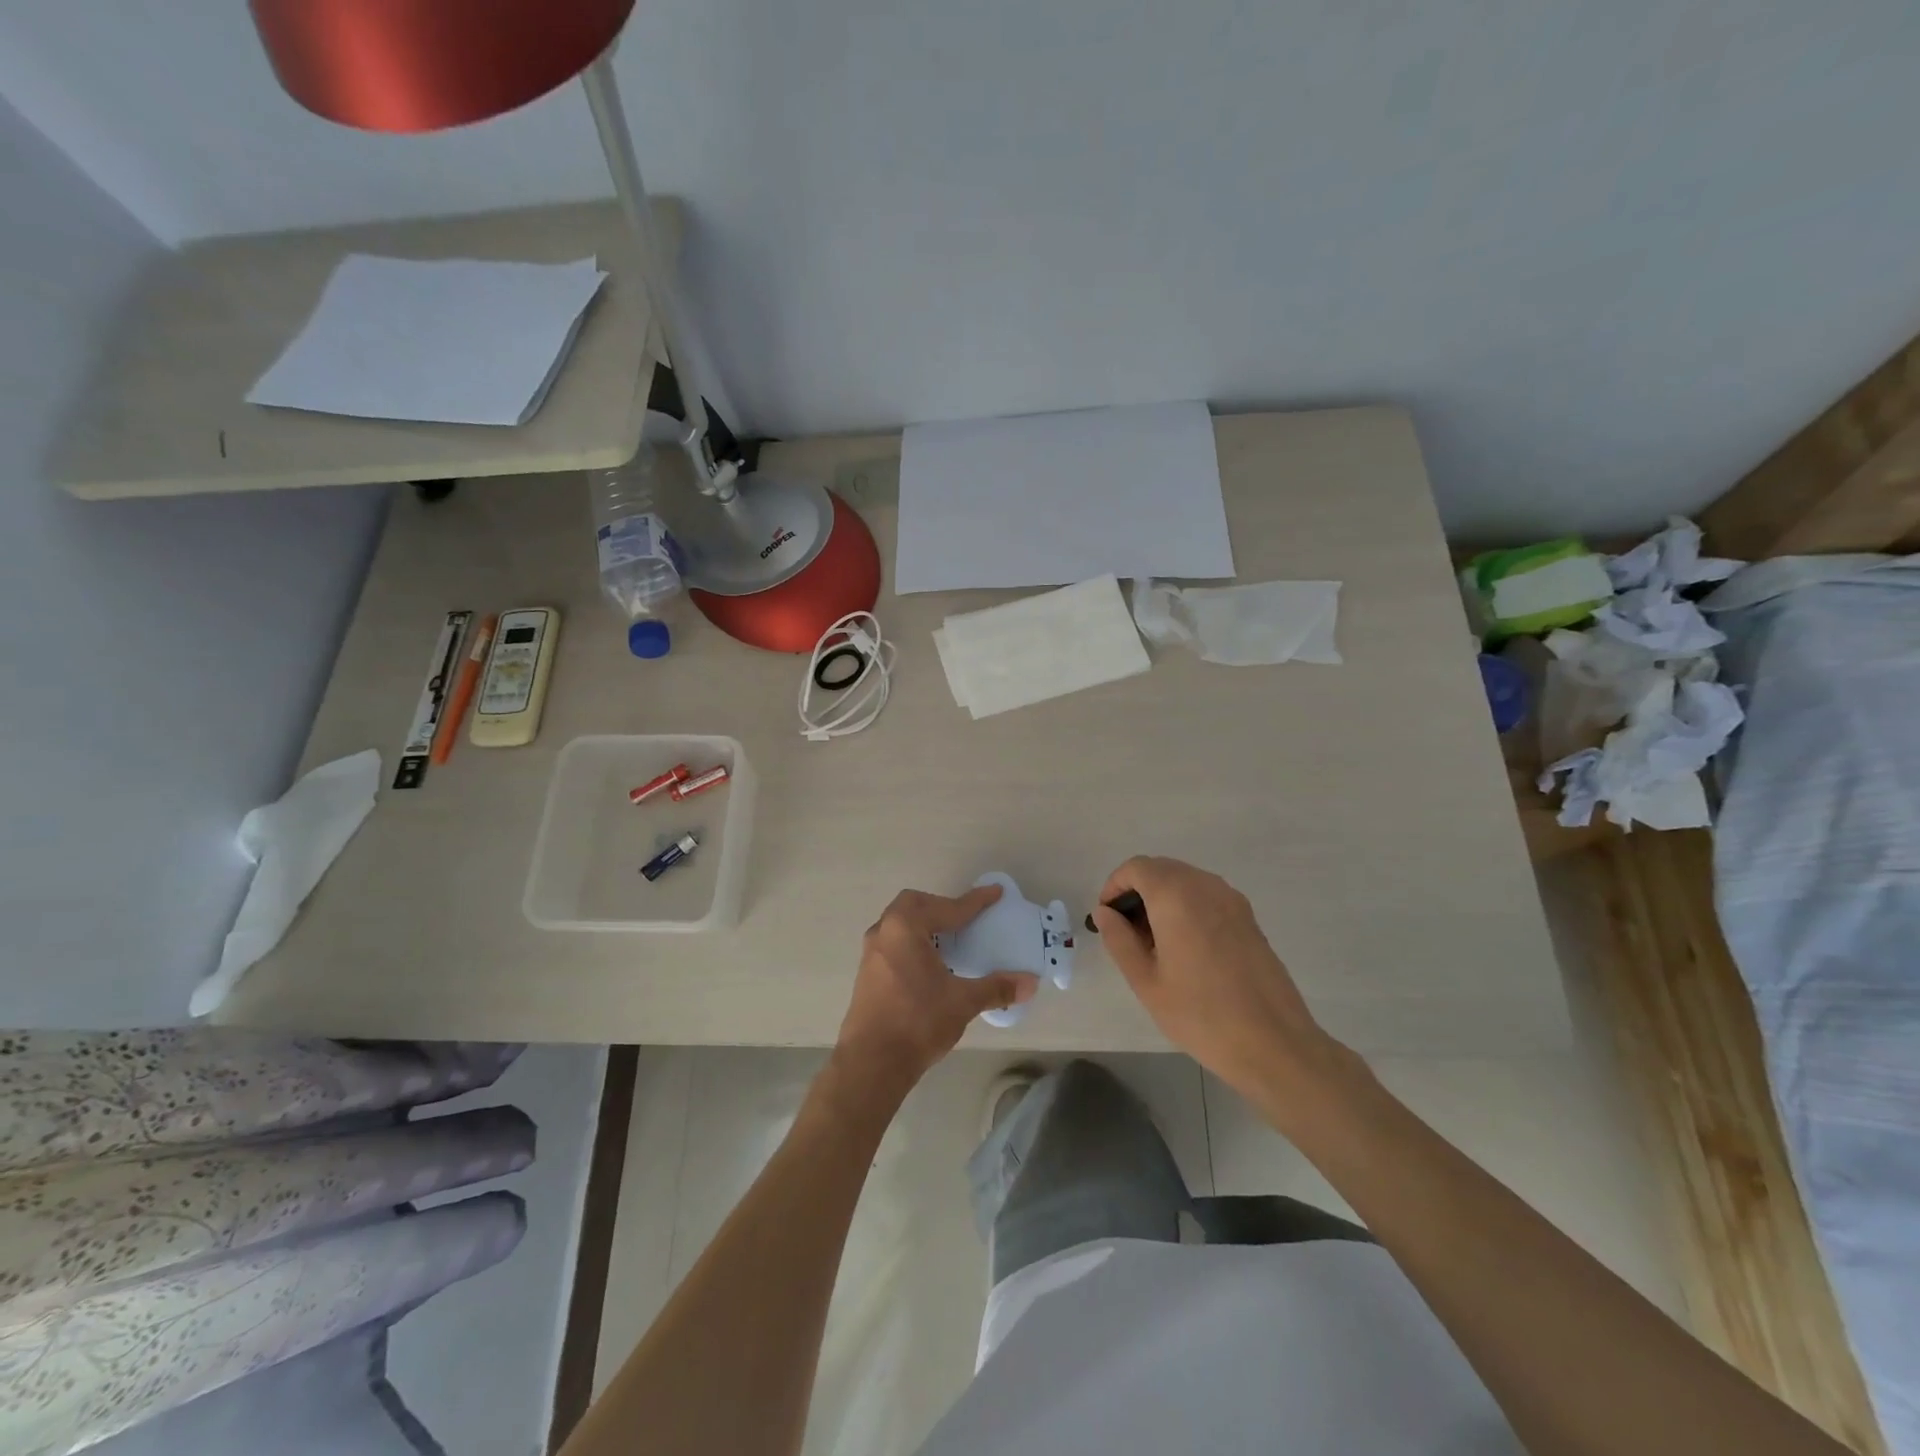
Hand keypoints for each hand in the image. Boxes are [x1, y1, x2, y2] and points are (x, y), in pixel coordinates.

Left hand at [831, 885, 1037, 1101]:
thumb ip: (996, 988)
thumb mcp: (962, 1002)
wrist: (871, 1063)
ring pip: (899, 925)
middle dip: (940, 907)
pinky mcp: (867, 974)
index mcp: (905, 927)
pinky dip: (913, 943)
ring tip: (948, 940)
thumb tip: (1030, 983)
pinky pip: (893, 944)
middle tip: (964, 919)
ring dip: (924, 925)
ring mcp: (871, 953)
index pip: (947, 908)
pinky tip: (929, 965)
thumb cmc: (917, 1021)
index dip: (974, 902)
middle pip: (914, 905)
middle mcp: (884, 932)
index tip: (994, 893)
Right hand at [1093, 857, 1347, 1111]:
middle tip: (1127, 933)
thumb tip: (1105, 913)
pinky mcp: (1248, 917)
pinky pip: (1207, 896)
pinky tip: (1185, 948)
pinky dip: (1187, 907)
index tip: (1108, 918)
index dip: (1115, 886)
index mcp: (1176, 895)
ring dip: (1163, 898)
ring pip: (1185, 881)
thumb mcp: (1146, 981)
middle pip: (1162, 869)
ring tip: (1155, 943)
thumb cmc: (1200, 1013)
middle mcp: (1205, 885)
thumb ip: (1119, 939)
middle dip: (1138, 891)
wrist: (1273, 1043)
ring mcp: (1232, 900)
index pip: (1136, 868)